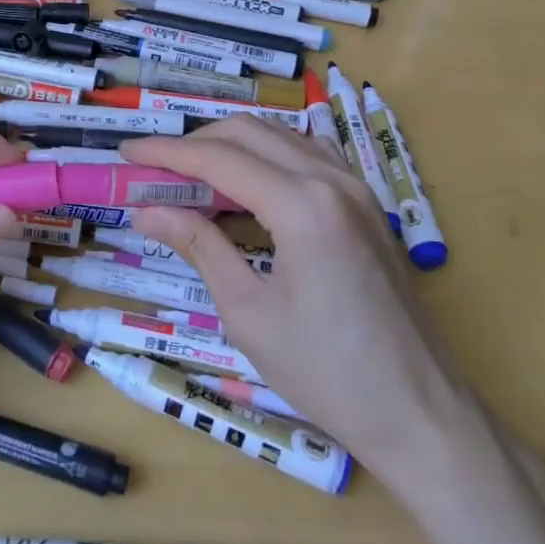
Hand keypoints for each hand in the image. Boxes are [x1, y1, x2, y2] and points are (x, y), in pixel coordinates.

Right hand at [120, 117, 468, 473]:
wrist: (418, 411)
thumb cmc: (326, 373)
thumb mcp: (248, 312)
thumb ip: (199, 246)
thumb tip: (147, 211)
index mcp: (303, 205)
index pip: (219, 157)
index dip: (166, 151)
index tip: (126, 152)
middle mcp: (333, 179)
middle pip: (249, 132)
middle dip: (195, 142)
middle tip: (154, 168)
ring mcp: (358, 187)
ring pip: (282, 136)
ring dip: (232, 146)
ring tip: (192, 175)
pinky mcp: (369, 204)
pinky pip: (311, 155)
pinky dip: (270, 156)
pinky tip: (250, 182)